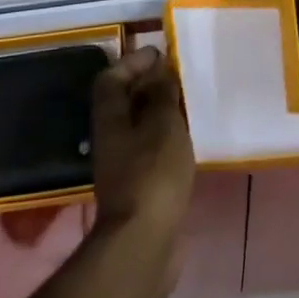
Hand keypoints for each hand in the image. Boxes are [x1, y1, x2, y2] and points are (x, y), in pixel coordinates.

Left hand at [90, 47, 194, 245]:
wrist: (144, 244)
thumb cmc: (152, 174)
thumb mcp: (163, 124)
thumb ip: (162, 95)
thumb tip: (160, 70)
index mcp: (110, 117)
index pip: (111, 77)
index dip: (133, 61)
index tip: (159, 53)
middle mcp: (111, 138)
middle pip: (125, 101)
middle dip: (149, 85)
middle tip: (179, 76)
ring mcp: (123, 165)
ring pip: (140, 127)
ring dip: (160, 113)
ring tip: (188, 104)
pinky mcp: (139, 188)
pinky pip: (151, 151)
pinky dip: (167, 140)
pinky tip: (188, 141)